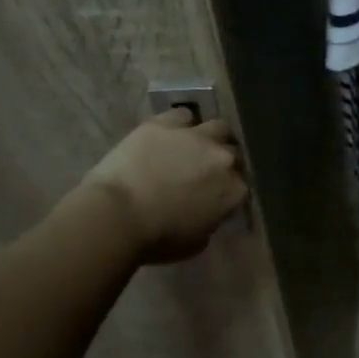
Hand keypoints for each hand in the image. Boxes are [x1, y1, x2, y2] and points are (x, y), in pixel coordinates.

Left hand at [80, 109, 247, 262]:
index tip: (217, 196)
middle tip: (206, 171)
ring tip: (195, 146)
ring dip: (211, 136)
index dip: (228, 190)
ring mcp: (196, 137)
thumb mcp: (196, 242)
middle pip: (233, 153)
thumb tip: (209, 213)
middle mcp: (223, 158)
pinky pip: (182, 115)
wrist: (116, 216)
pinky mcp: (165, 124)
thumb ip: (211, 221)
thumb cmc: (157, 239)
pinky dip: (180, 123)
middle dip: (223, 161)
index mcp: (234, 190)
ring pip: (218, 127)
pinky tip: (170, 133)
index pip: (241, 185)